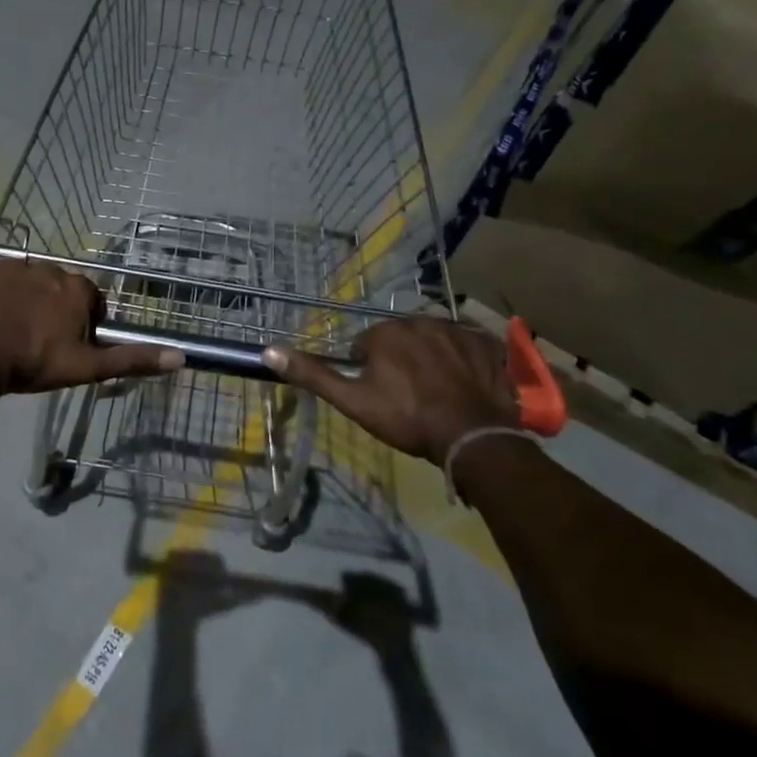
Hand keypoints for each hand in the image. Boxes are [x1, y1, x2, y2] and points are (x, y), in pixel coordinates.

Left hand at [0, 260, 181, 397]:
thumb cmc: (34, 362)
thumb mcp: (87, 367)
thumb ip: (131, 359)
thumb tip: (180, 357)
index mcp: (79, 289)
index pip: (90, 302)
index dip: (82, 325)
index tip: (67, 346)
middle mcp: (53, 268)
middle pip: (61, 290)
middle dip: (55, 310)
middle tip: (39, 341)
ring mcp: (19, 265)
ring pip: (33, 283)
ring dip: (29, 300)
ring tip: (14, 330)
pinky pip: (4, 278)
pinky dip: (3, 293)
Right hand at [261, 317, 516, 464]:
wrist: (472, 436)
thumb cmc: (407, 418)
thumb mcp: (353, 401)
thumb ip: (313, 374)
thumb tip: (269, 350)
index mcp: (386, 332)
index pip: (368, 346)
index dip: (370, 372)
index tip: (382, 397)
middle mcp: (420, 320)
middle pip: (402, 340)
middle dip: (402, 362)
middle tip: (410, 398)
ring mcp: (458, 330)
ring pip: (434, 342)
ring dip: (433, 360)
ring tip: (439, 395)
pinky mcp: (488, 344)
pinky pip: (470, 346)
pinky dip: (467, 361)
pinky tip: (467, 386)